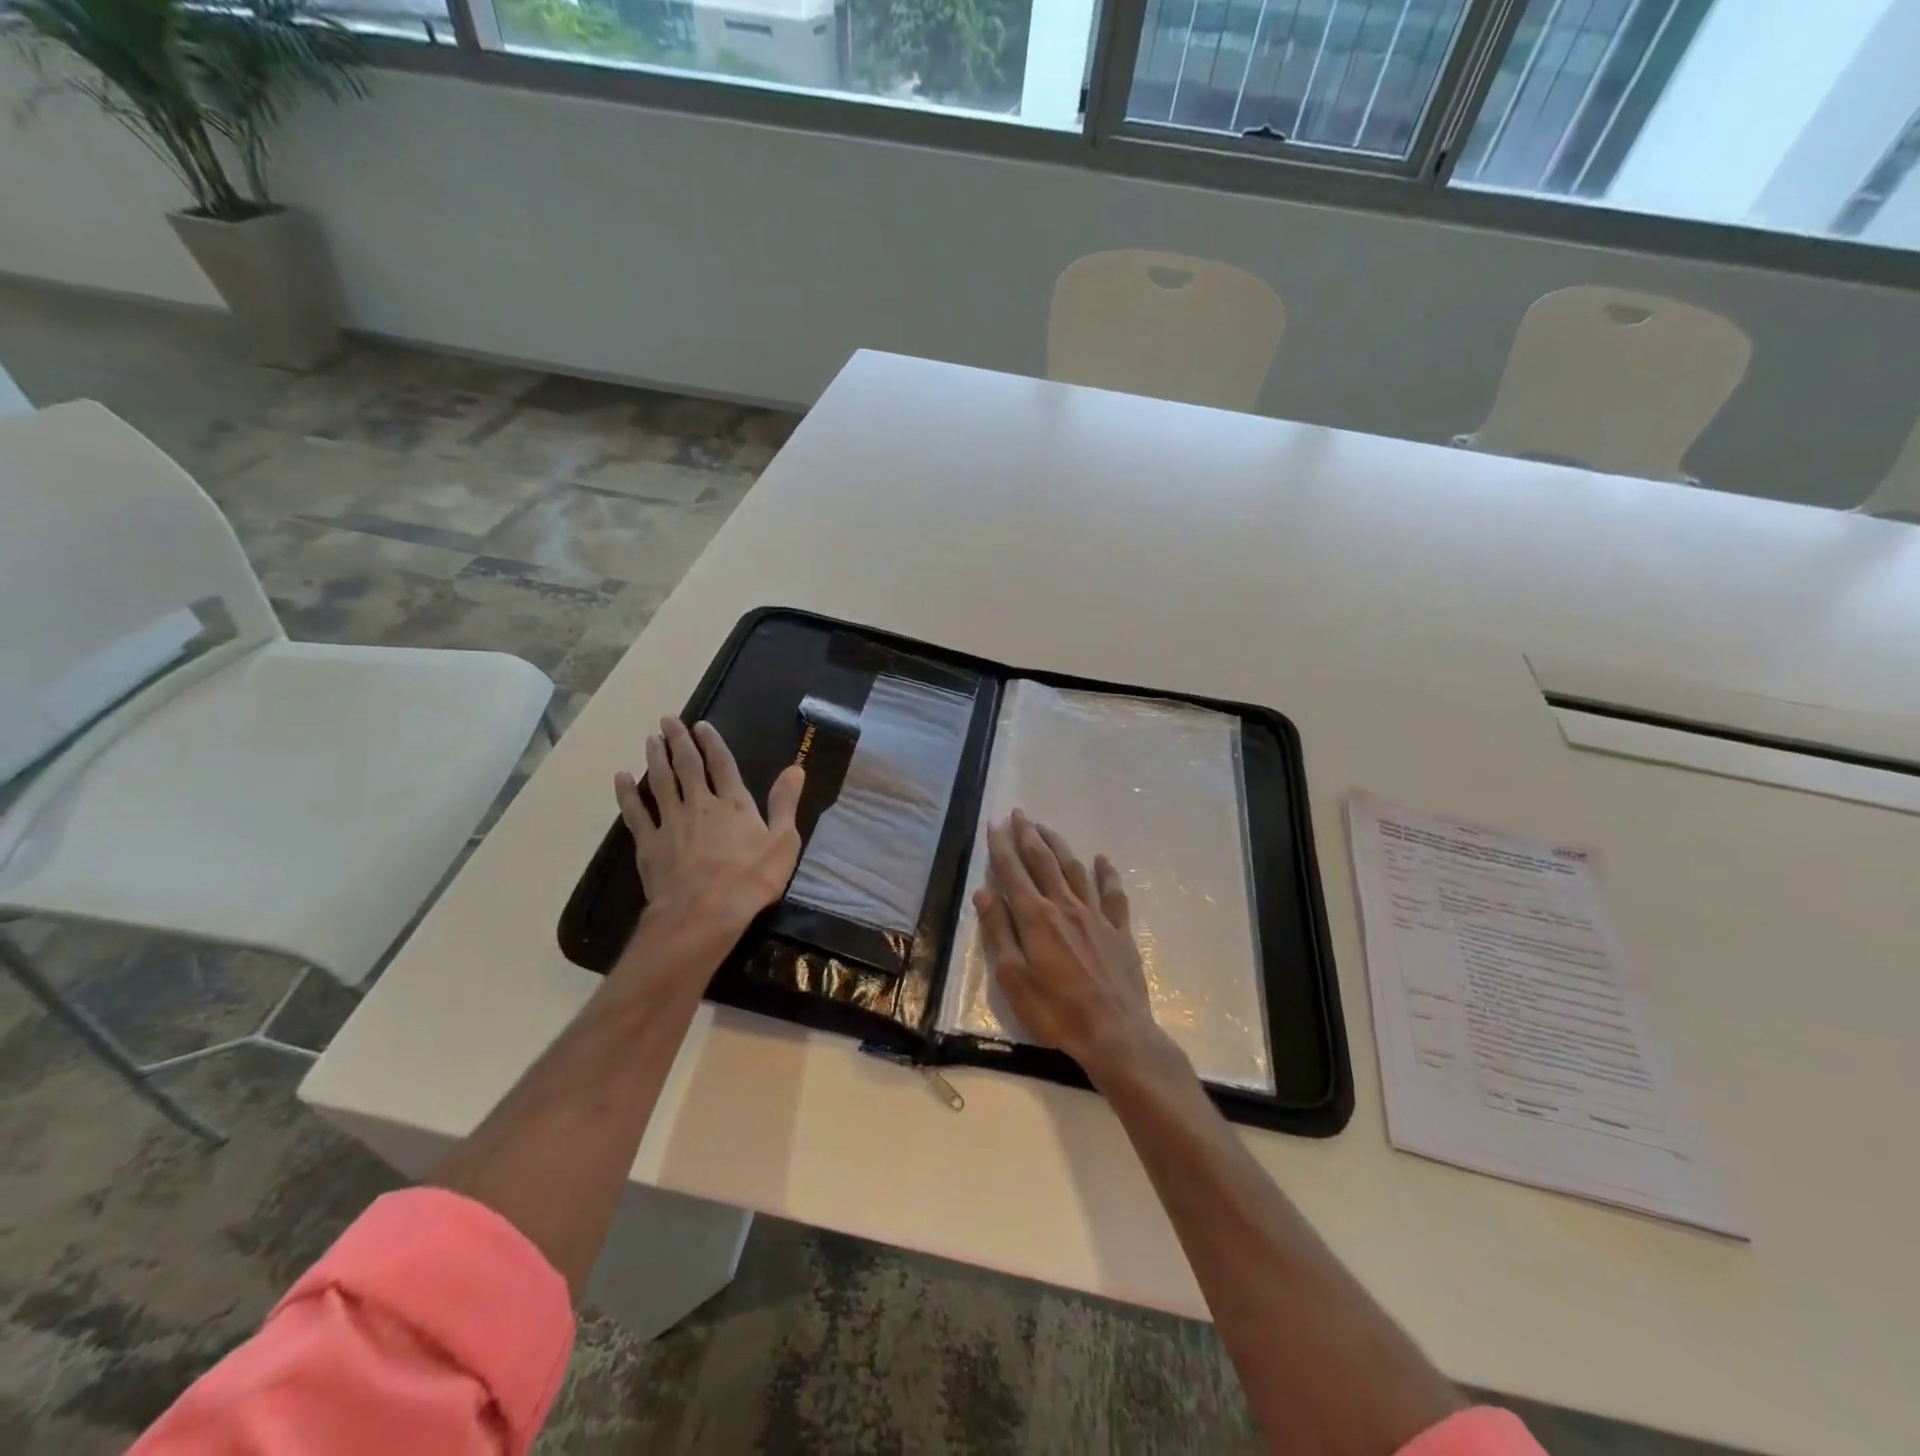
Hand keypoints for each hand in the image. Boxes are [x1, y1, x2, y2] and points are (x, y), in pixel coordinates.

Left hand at [614, 718, 804, 938]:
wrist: (704, 913)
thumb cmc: (750, 880)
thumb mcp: (783, 842)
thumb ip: (785, 803)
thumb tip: (796, 768)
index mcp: (734, 804)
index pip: (722, 764)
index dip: (712, 743)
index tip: (701, 725)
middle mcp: (700, 804)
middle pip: (687, 766)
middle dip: (678, 741)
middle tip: (667, 720)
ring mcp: (671, 822)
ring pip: (661, 782)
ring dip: (656, 758)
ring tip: (650, 739)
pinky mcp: (649, 843)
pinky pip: (636, 812)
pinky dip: (628, 794)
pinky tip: (621, 778)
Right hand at [974, 809, 1174, 1086]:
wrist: (1115, 1033)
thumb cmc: (1056, 1011)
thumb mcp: (1013, 978)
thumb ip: (999, 932)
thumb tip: (984, 893)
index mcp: (1036, 917)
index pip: (1013, 872)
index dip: (1001, 846)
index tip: (994, 823)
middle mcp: (1065, 906)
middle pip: (1043, 861)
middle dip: (1028, 835)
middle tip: (1018, 813)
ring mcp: (1096, 916)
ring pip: (1075, 869)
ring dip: (1059, 845)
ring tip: (1046, 828)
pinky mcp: (1119, 930)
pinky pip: (1113, 894)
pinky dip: (1107, 873)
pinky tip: (1102, 859)